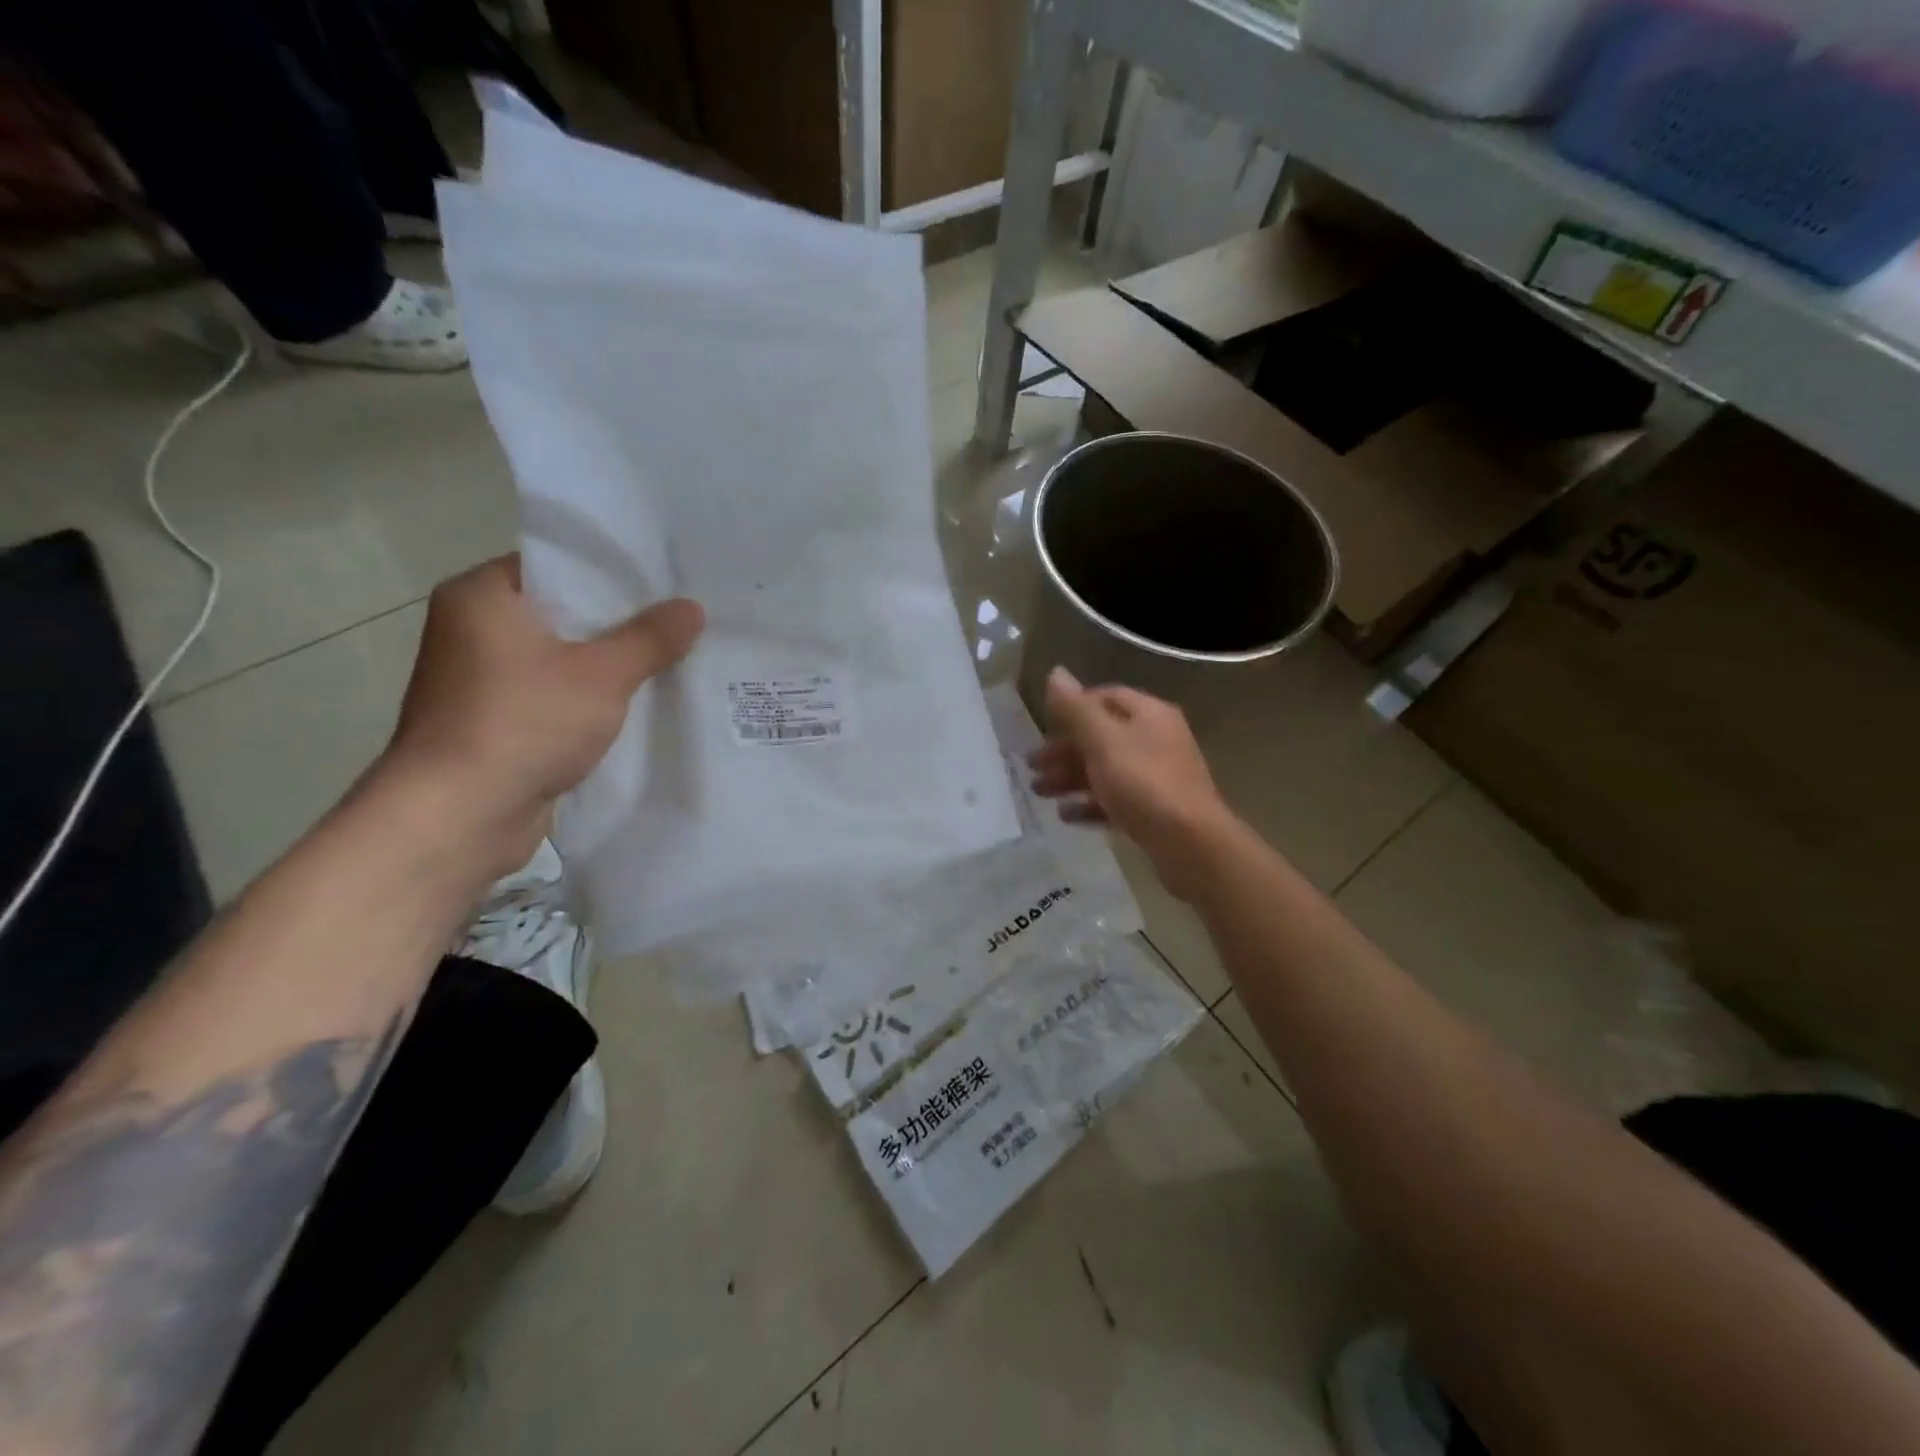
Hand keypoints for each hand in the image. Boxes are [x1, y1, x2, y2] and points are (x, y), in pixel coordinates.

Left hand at [378, 555, 703, 872]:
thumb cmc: (523, 723)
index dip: (615, 573)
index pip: (558, 565)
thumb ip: (649, 638)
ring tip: (673, 660)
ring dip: (609, 665)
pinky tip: (639, 705)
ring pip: (562, 658)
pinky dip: (590, 700)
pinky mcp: (496, 721)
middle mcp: (473, 629)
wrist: (458, 815)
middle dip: (622, 623)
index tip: (667, 582)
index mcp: (482, 596)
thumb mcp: (601, 675)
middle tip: (682, 621)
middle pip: (564, 612)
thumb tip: (693, 607)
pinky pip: (555, 696)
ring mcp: (481, 679)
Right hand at [1028, 667, 1233, 901]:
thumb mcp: (1102, 740)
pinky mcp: (1155, 810)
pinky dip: (1089, 804)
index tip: (1044, 725)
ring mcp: (1157, 776)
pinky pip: (1115, 800)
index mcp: (1148, 714)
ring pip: (1106, 769)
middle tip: (1031, 764)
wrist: (1190, 844)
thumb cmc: (1143, 783)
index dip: (1073, 707)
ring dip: (1070, 778)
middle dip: (1064, 749)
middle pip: (1102, 736)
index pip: (1106, 697)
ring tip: (1038, 791)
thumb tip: (1055, 672)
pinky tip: (1065, 815)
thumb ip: (1075, 708)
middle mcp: (1156, 740)